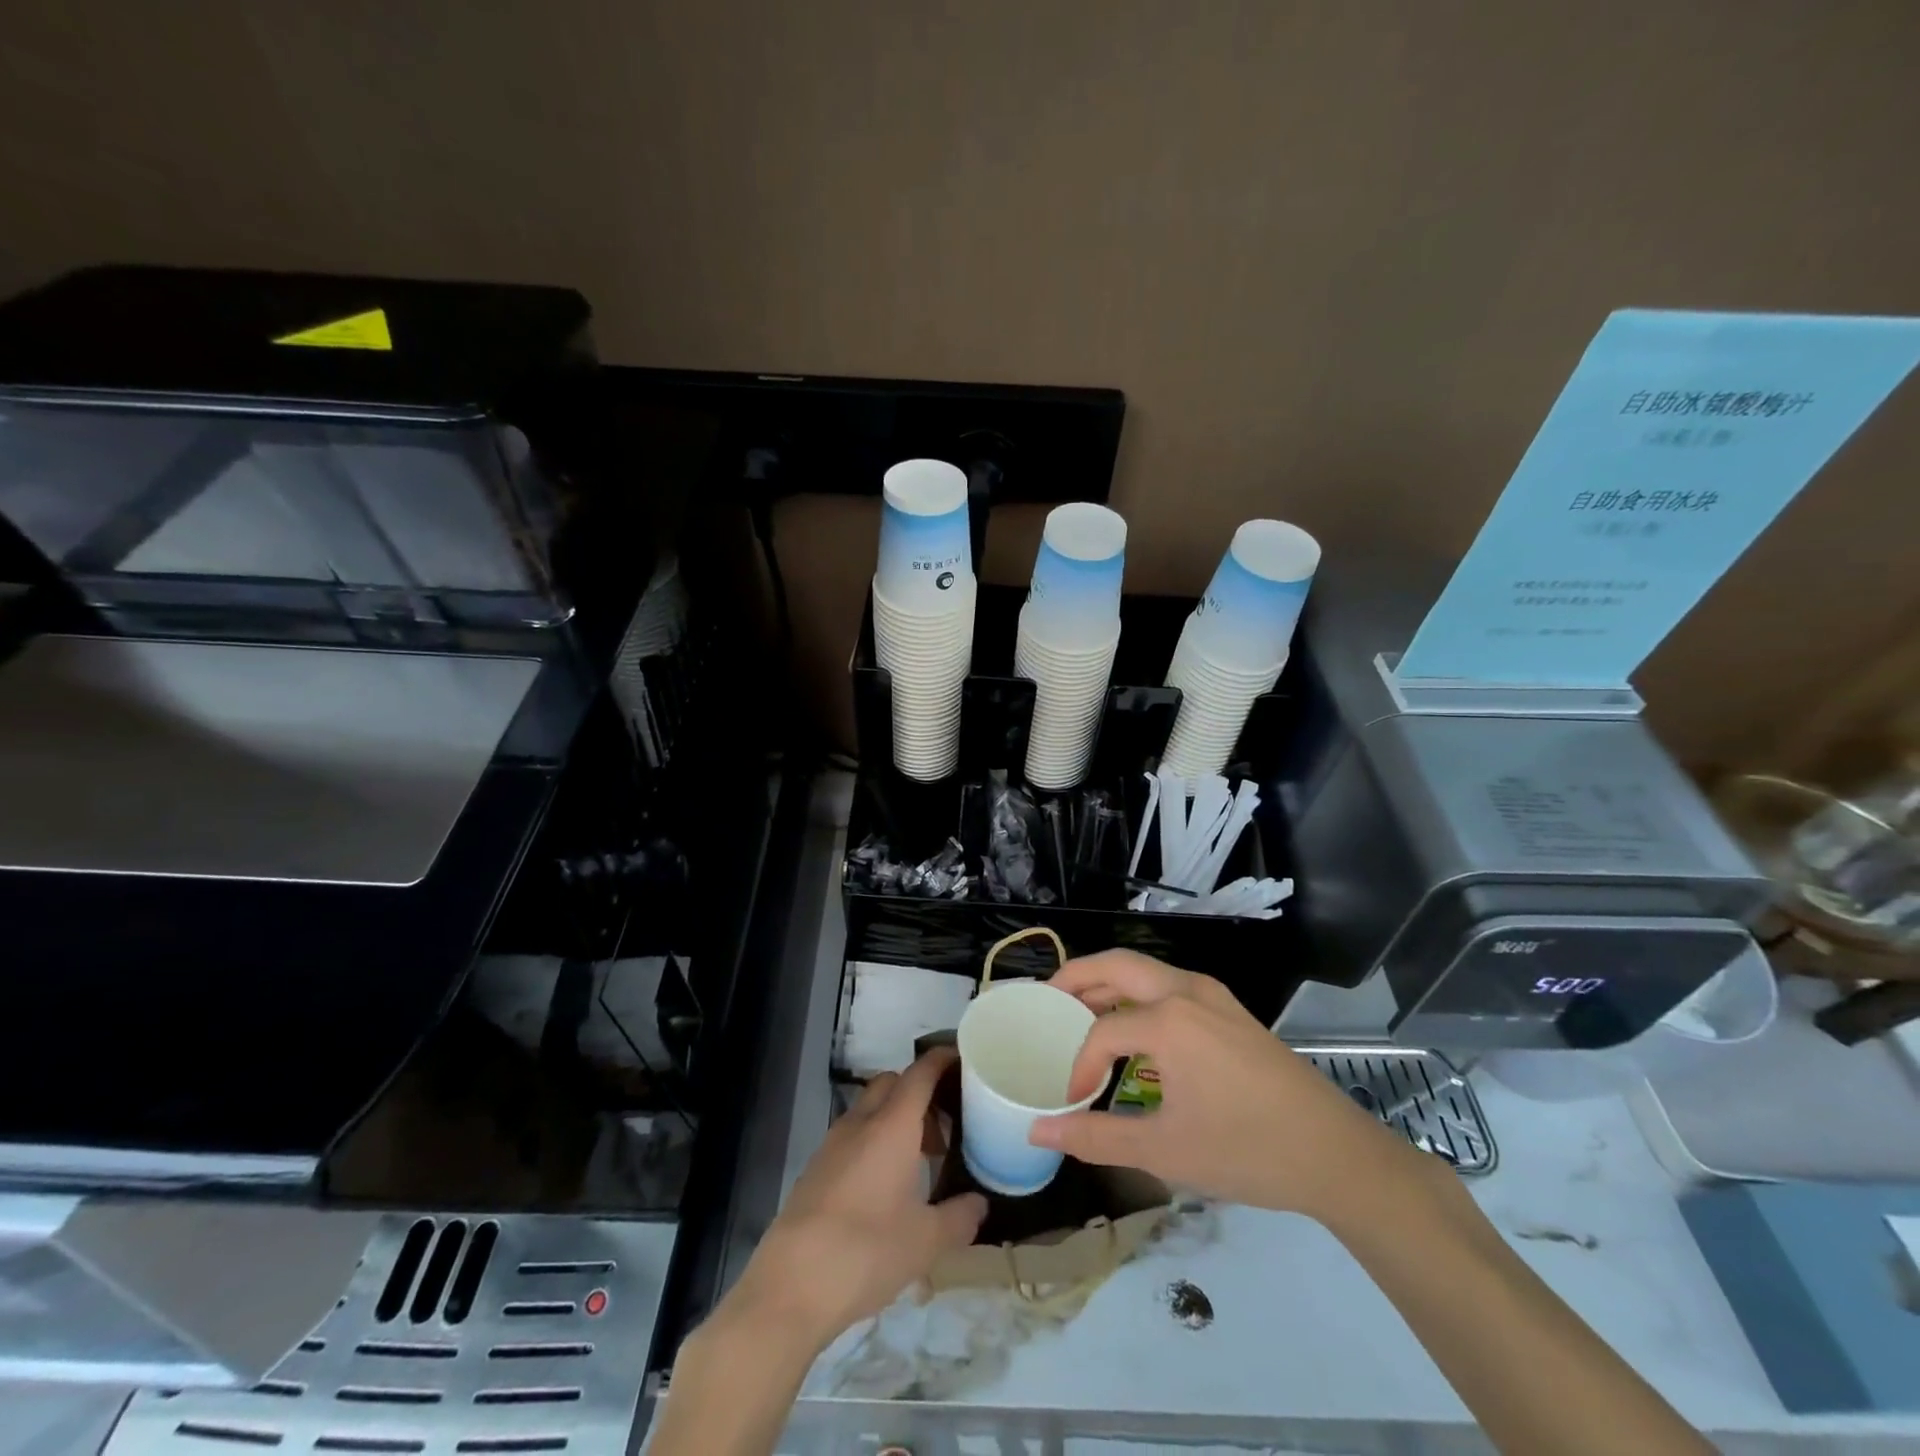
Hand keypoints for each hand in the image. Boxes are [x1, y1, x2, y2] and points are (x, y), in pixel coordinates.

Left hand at [728, 1047, 986, 1346]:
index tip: (963, 1060)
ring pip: (870, 1109)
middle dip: (919, 1092)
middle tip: (945, 1124)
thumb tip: (979, 1204)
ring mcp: (833, 1144)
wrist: (790, 1286)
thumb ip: (959, 1217)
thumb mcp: (926, 1242)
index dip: (942, 1060)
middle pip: (892, 1083)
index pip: (920, 1074)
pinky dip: (874, 1142)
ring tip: (920, 1160)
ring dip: (895, 1119)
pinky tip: (886, 1186)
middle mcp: (861, 1123)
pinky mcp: (816, 1169)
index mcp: (892, 1125)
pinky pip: (853, 1136)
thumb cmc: (866, 1252)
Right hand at [1030, 950, 1415, 1224]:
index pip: (1102, 1032)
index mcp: (1168, 1020)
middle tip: (1047, 999)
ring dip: (1108, 982)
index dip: (1079, 1066)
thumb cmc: (1246, 1150)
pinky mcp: (1229, 1008)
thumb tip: (1039, 1132)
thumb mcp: (1164, 1150)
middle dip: (1077, 977)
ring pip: (1144, 970)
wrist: (1335, 1154)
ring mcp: (1212, 994)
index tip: (1072, 1100)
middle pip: (1116, 965)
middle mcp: (1186, 990)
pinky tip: (1133, 1027)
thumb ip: (1095, 1137)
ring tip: (1080, 1010)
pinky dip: (1137, 993)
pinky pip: (1169, 984)